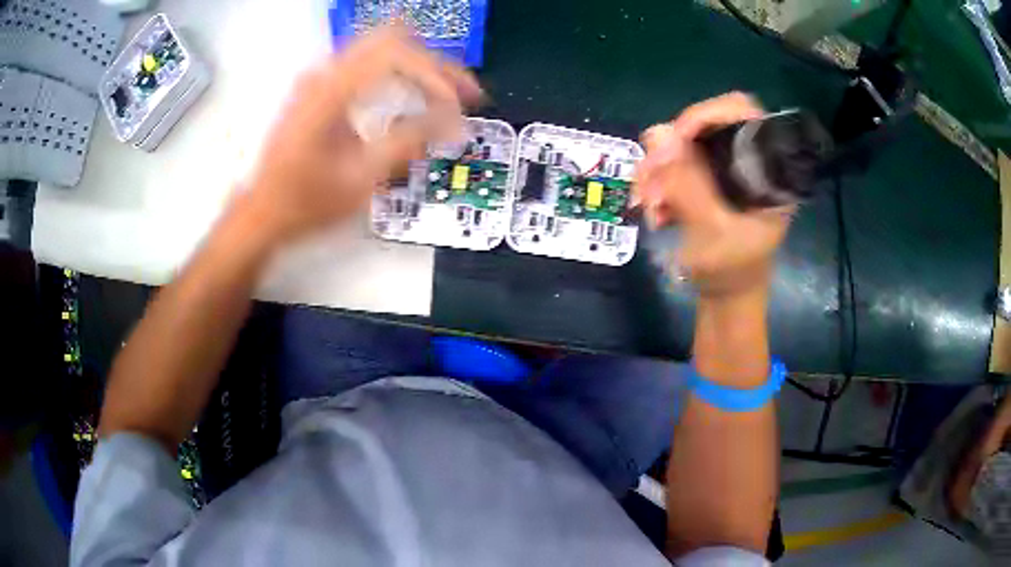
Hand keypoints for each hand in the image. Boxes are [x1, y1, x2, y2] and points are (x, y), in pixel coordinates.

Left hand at [244, 26, 481, 242]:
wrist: (262, 211)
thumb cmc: (306, 202)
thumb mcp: (362, 178)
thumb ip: (410, 141)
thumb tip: (456, 122)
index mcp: (331, 90)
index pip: (397, 54)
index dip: (435, 75)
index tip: (457, 108)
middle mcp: (325, 72)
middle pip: (393, 40)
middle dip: (435, 63)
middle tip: (463, 91)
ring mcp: (320, 77)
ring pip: (382, 47)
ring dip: (417, 66)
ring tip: (445, 94)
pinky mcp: (320, 87)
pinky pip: (368, 64)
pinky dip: (397, 74)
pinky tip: (412, 95)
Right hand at [635, 92, 791, 296]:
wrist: (727, 297)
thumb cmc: (731, 272)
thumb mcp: (711, 232)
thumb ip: (688, 184)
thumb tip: (657, 134)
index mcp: (768, 169)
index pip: (742, 113)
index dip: (706, 115)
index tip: (674, 139)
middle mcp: (747, 160)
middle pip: (703, 126)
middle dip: (669, 151)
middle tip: (648, 184)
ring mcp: (724, 168)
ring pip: (681, 145)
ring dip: (656, 172)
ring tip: (646, 206)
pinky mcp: (706, 178)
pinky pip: (673, 164)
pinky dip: (656, 183)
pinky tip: (653, 211)